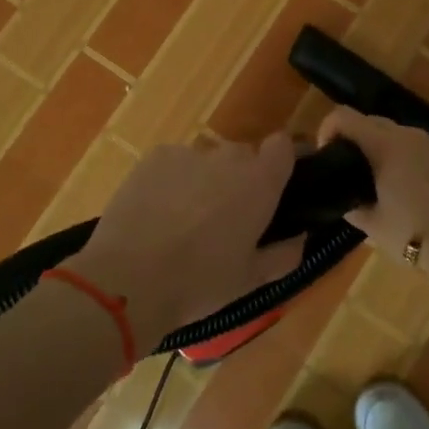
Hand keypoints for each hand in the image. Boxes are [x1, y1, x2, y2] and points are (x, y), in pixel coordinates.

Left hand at [72, 134, 305, 351]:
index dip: (281, 161)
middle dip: (239, 179)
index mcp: (260, 182)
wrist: (129, 279)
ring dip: (204, 180)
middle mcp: (228, 157)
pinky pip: (174, 163)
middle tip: (226, 218)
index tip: (276, 185)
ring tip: (184, 220)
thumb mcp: (251, 280)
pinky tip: (157, 213)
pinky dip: (172, 180)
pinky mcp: (154, 157)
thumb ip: (284, 254)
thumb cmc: (200, 282)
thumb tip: (299, 238)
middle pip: (243, 156)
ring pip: (206, 161)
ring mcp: (188, 153)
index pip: (283, 146)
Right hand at [316, 107, 428, 267]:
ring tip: (374, 181)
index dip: (327, 129)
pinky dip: (401, 158)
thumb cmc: (413, 233)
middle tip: (346, 170)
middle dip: (353, 138)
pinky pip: (414, 149)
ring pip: (394, 134)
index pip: (344, 116)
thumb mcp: (373, 225)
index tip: (325, 155)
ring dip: (378, 148)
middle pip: (369, 121)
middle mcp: (408, 135)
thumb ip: (352, 207)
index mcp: (385, 144)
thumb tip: (346, 201)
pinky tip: (402, 189)